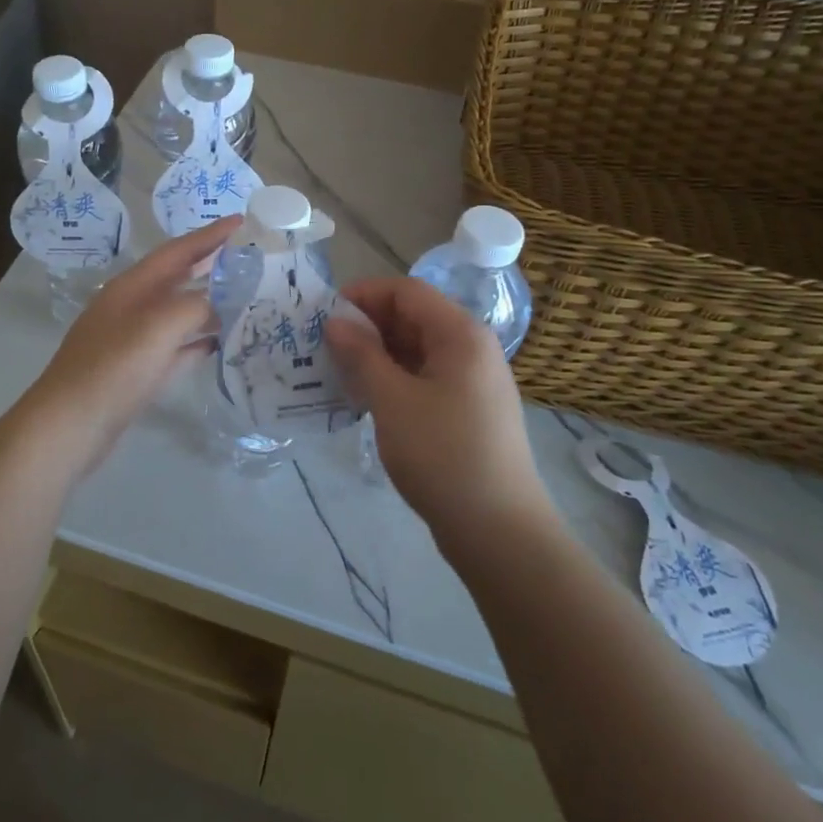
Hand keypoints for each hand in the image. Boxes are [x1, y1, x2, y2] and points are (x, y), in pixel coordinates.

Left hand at [25, 217, 239, 468]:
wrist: (70, 426)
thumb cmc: (113, 369)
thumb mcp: (157, 328)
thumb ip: (194, 307)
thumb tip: (219, 304)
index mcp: (132, 288)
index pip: (177, 252)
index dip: (209, 236)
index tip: (241, 221)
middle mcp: (131, 307)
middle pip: (177, 278)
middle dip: (209, 265)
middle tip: (247, 257)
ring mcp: (132, 340)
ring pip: (177, 313)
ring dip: (207, 303)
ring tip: (243, 298)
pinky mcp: (136, 371)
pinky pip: (174, 347)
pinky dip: (196, 341)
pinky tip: (219, 344)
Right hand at [324, 277, 548, 537]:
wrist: (498, 529)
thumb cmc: (443, 454)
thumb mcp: (392, 400)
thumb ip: (361, 354)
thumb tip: (335, 322)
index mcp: (460, 334)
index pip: (406, 291)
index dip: (363, 294)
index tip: (324, 315)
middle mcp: (471, 348)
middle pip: (413, 318)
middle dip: (367, 325)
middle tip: (324, 346)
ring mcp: (473, 381)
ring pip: (416, 350)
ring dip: (377, 355)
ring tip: (337, 372)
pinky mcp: (468, 409)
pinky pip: (424, 377)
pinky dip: (394, 379)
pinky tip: (365, 398)